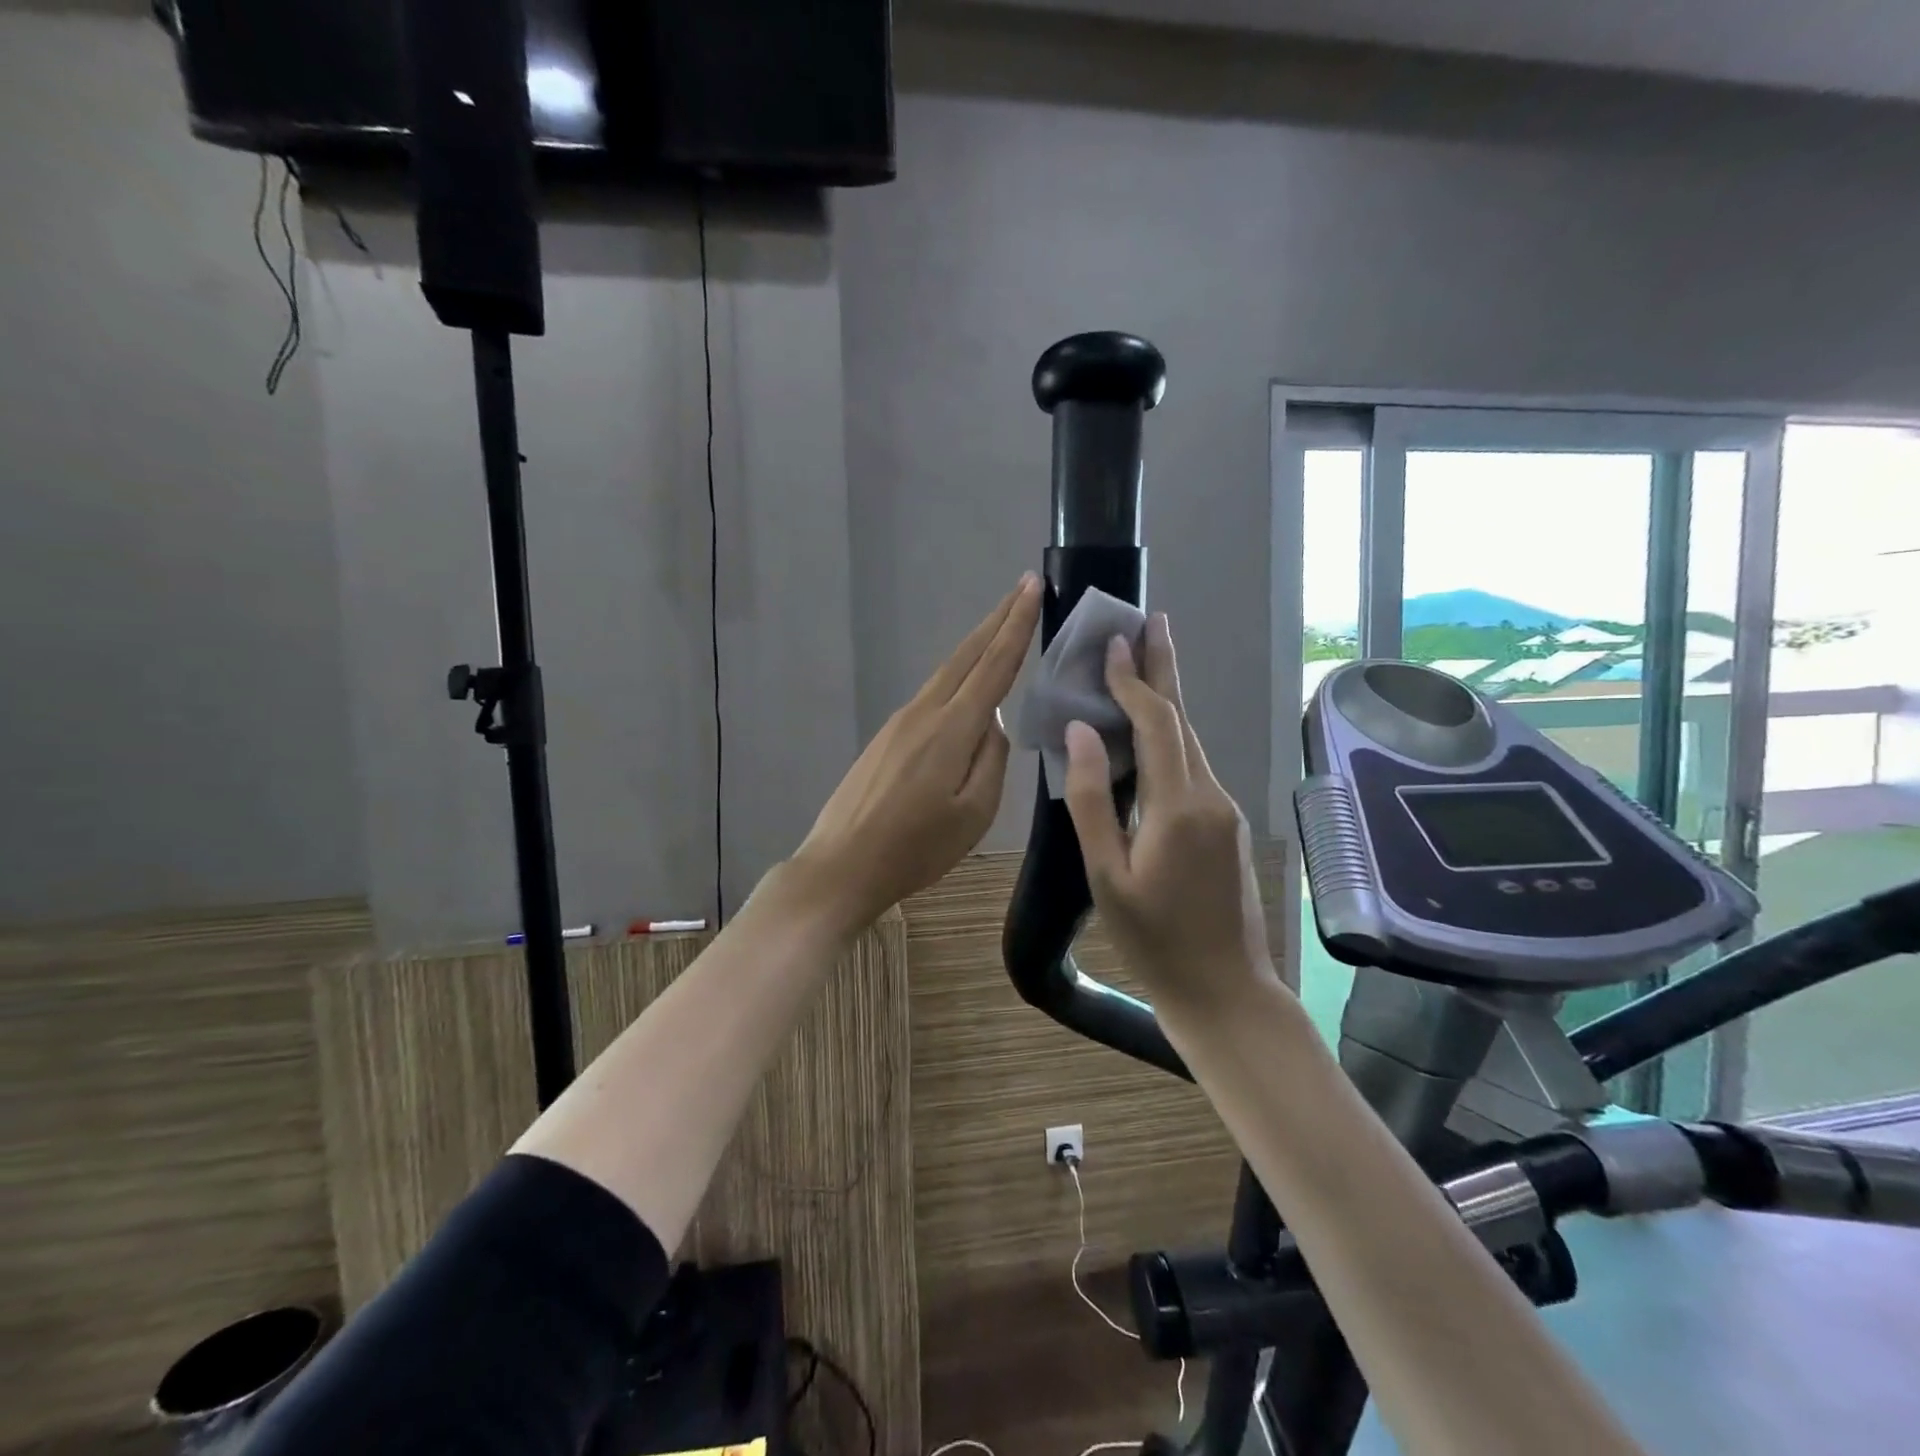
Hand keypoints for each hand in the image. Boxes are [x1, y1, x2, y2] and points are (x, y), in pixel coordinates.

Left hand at [791, 575, 1041, 933]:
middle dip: (997, 619)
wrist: (842, 865)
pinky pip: (931, 695)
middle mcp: (924, 712)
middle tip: (1022, 588)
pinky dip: (956, 677)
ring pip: (946, 673)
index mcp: (951, 729)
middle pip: (966, 655)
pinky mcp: (885, 738)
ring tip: (1001, 627)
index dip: (1016, 624)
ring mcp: (899, 722)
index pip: (993, 665)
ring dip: (976, 646)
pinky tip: (967, 686)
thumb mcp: (973, 814)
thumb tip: (993, 725)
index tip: (1031, 587)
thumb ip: (991, 761)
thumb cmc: (915, 849)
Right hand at [1061, 614, 1277, 1018]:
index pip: (1156, 724)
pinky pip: (1194, 769)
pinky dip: (1171, 739)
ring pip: (1191, 744)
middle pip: (1183, 721)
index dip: (1134, 680)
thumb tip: (1081, 734)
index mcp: (1179, 805)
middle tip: (1152, 622)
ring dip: (1167, 702)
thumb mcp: (1107, 876)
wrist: (1226, 993)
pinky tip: (1152, 737)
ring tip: (1146, 664)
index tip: (1115, 641)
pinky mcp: (1226, 827)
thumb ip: (1092, 800)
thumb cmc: (1154, 942)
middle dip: (1163, 670)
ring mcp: (1225, 811)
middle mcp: (1210, 796)